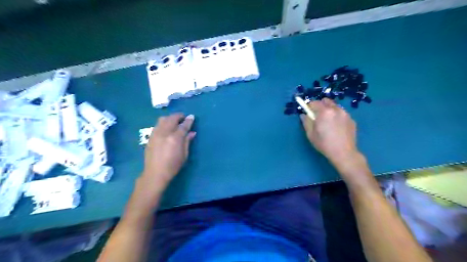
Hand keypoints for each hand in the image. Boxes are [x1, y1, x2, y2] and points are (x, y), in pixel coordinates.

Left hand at [141, 114, 193, 186]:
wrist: (155, 173)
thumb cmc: (173, 166)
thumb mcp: (184, 155)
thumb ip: (187, 141)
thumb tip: (192, 132)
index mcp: (175, 138)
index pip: (183, 125)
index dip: (188, 120)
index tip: (192, 116)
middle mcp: (165, 133)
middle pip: (172, 118)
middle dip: (179, 116)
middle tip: (183, 118)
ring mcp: (156, 134)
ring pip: (163, 119)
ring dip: (170, 118)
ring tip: (174, 122)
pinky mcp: (150, 137)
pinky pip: (157, 125)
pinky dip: (163, 123)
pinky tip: (166, 128)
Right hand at [301, 98, 357, 164]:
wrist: (344, 153)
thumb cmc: (324, 144)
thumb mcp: (310, 134)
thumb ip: (306, 121)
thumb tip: (304, 115)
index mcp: (324, 112)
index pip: (314, 102)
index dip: (309, 107)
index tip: (308, 113)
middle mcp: (336, 109)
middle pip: (325, 101)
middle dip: (320, 105)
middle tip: (317, 116)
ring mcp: (345, 114)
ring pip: (334, 106)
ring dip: (329, 110)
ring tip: (328, 122)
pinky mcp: (351, 119)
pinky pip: (341, 113)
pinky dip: (337, 116)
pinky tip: (336, 127)